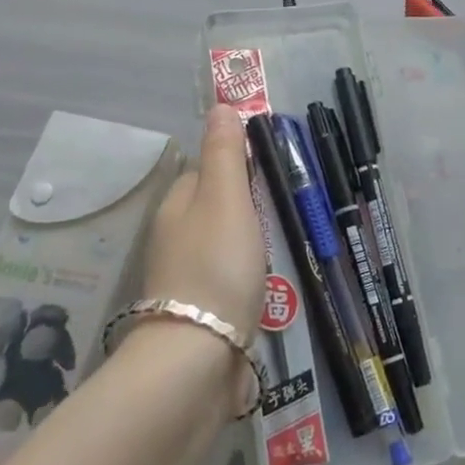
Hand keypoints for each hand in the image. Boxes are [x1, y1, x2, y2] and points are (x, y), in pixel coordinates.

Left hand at [141, 104, 266, 336]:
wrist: (198, 359)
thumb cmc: (216, 265)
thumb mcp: (226, 198)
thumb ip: (225, 153)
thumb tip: (220, 105)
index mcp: (177, 206)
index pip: (206, 170)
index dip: (237, 165)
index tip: (273, 169)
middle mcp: (175, 239)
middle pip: (215, 209)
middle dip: (249, 207)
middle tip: (289, 209)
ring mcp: (186, 280)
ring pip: (224, 247)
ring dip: (251, 245)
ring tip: (288, 246)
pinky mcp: (201, 315)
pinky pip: (229, 282)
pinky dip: (248, 278)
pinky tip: (270, 287)